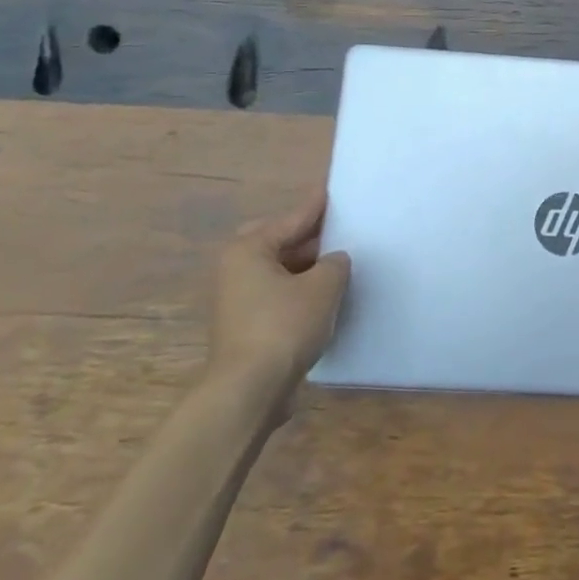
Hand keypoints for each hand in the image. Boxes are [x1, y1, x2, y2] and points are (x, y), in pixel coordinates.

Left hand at [207, 191, 350, 422]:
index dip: (317, 206)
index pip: (291, 219)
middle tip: (340, 229)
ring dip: (307, 266)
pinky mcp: (247, 326)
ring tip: (341, 262)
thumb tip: (334, 260)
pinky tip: (327, 296)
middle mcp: (237, 269)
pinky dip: (301, 290)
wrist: (249, 390)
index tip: (334, 189)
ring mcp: (239, 300)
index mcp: (249, 250)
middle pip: (279, 241)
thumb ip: (335, 263)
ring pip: (279, 270)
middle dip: (309, 236)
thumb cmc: (284, 326)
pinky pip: (279, 294)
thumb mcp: (323, 286)